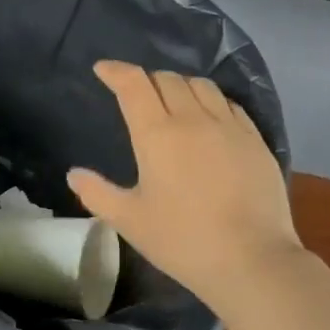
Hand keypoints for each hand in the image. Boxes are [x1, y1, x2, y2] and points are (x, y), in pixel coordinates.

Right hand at [68, 61, 302, 305]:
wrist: (253, 260)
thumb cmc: (183, 240)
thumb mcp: (130, 221)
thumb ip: (97, 194)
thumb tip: (74, 174)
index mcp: (157, 134)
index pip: (133, 84)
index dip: (116, 71)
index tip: (103, 70)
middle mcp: (193, 119)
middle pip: (167, 79)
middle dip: (146, 80)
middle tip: (137, 95)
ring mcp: (229, 126)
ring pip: (201, 85)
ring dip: (180, 85)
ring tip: (173, 102)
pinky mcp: (255, 140)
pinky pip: (229, 104)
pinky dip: (211, 101)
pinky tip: (209, 119)